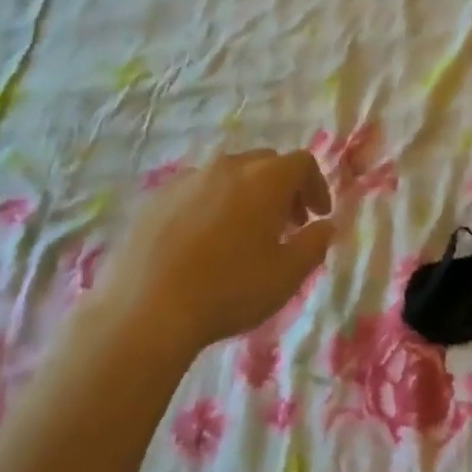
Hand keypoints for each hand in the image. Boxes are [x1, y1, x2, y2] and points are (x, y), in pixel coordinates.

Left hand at [92, 150, 336, 356]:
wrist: (146, 308)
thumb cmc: (230, 290)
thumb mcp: (286, 275)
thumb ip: (314, 244)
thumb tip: (326, 226)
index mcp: (264, 179)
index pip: (301, 162)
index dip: (316, 186)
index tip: (317, 216)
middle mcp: (227, 166)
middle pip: (265, 163)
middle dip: (283, 189)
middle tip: (287, 224)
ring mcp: (188, 179)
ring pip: (228, 175)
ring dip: (246, 195)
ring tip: (244, 235)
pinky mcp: (156, 198)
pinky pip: (196, 191)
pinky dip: (211, 205)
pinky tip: (203, 242)